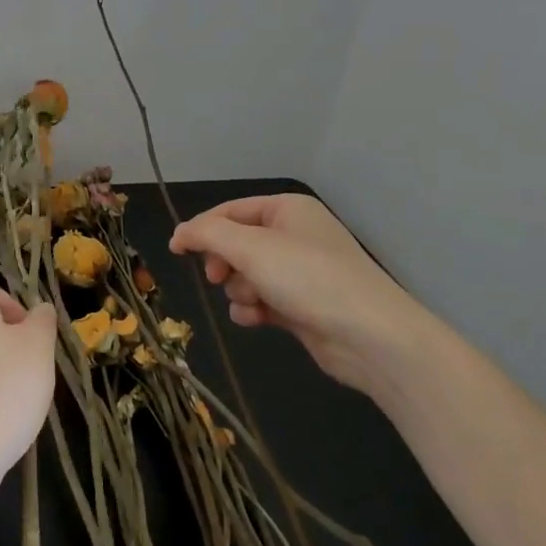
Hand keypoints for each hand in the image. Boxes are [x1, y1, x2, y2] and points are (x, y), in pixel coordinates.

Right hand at [169, 194, 449, 396]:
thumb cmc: (307, 278)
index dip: (201, 229)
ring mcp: (301, 271)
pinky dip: (254, 309)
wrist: (369, 336)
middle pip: (237, 243)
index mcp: (287, 209)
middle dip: (224, 263)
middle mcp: (295, 234)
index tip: (176, 251)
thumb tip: (178, 233)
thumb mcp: (250, 248)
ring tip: (253, 301)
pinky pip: (263, 299)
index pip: (230, 211)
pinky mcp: (303, 305)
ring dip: (240, 289)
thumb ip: (207, 234)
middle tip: (217, 277)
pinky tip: (256, 319)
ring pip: (247, 274)